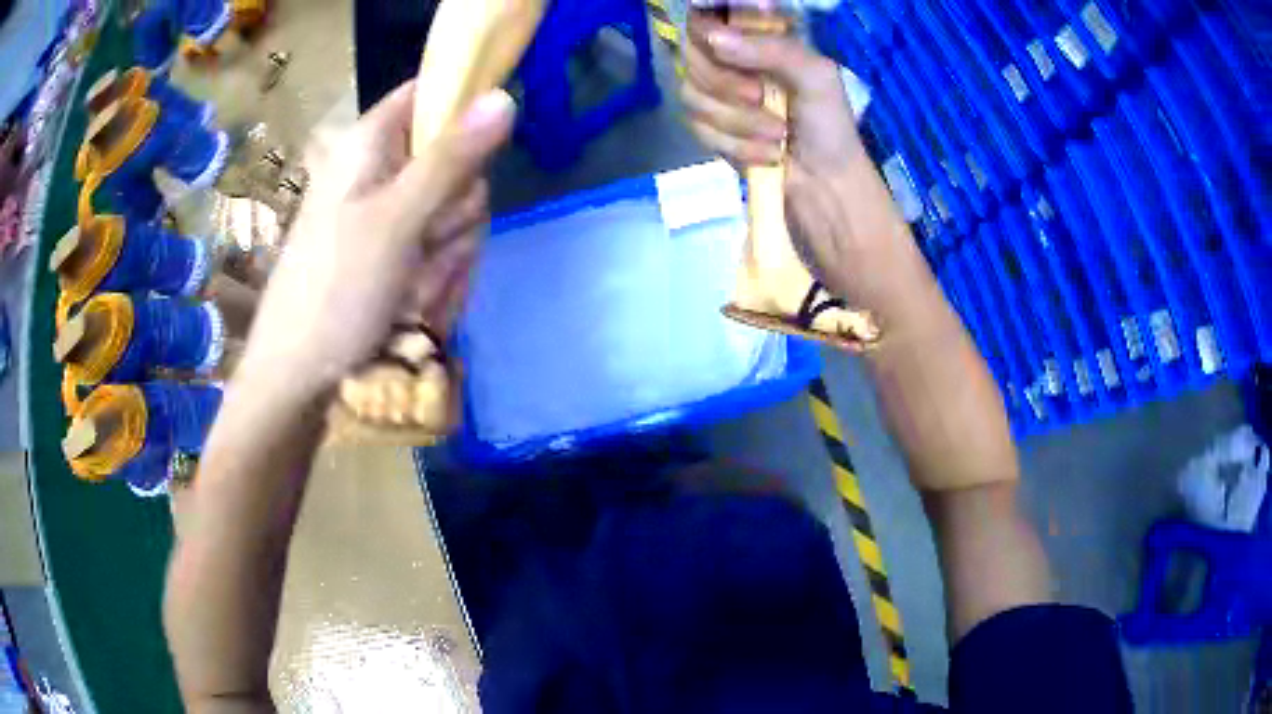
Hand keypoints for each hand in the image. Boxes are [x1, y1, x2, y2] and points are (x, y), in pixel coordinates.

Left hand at [234, 81, 514, 400]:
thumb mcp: (396, 220)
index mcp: (369, 144)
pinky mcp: (393, 255)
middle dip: (456, 208)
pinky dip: (438, 277)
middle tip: (430, 241)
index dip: (462, 110)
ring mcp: (387, 217)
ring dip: (448, 251)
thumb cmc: (335, 292)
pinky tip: (415, 304)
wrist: (298, 381)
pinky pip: (440, 249)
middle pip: (455, 160)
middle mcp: (380, 171)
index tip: (477, 155)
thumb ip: (451, 159)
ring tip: (414, 286)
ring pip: (454, 210)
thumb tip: (504, 97)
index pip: (430, 93)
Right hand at [682, 13, 926, 318]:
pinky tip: (765, 157)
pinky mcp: (716, 133)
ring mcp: (723, 99)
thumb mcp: (816, 78)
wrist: (830, 196)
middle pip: (693, 54)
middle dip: (727, 83)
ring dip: (736, 121)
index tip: (729, 49)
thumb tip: (712, 39)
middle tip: (763, 98)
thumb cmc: (832, 132)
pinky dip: (734, 145)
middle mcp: (738, 64)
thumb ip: (769, 49)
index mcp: (764, 43)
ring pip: (691, 93)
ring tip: (776, 138)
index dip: (709, 29)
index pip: (712, 18)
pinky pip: (698, 128)